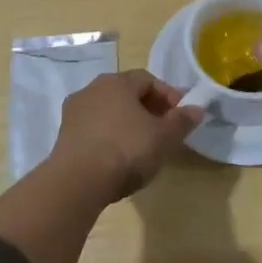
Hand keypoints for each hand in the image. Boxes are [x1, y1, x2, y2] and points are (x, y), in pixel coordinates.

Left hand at [44, 70, 202, 201]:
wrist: (77, 183)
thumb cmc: (126, 150)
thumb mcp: (164, 137)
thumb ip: (182, 120)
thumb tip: (197, 109)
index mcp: (117, 82)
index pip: (148, 79)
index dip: (168, 96)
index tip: (180, 117)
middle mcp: (92, 89)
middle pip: (127, 94)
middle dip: (148, 109)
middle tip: (164, 131)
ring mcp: (74, 112)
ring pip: (109, 111)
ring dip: (127, 123)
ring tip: (142, 147)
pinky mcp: (64, 136)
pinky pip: (94, 129)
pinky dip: (109, 137)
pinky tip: (118, 158)